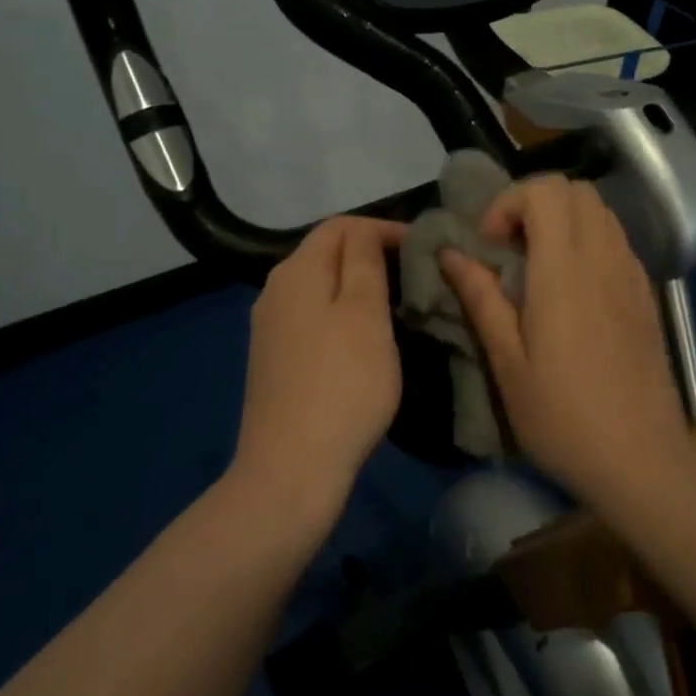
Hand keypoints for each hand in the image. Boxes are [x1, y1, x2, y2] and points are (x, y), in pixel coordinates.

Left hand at [228, 216, 406, 527]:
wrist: (291, 468)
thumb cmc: (341, 385)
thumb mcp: (365, 314)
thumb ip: (365, 262)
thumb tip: (365, 233)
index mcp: (296, 271)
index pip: (341, 226)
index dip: (384, 229)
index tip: (425, 249)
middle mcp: (275, 291)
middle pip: (327, 254)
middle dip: (372, 256)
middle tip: (417, 276)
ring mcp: (271, 328)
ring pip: (321, 288)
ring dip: (359, 288)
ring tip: (399, 306)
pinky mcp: (275, 360)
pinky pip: (314, 319)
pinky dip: (343, 316)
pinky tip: (365, 340)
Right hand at [441, 176, 686, 489]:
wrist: (642, 458)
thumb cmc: (563, 417)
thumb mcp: (507, 363)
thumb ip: (480, 298)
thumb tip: (451, 253)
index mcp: (564, 271)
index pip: (546, 190)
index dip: (509, 203)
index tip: (490, 246)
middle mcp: (603, 258)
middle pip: (575, 189)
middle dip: (533, 204)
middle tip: (509, 249)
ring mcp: (631, 274)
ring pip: (599, 210)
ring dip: (562, 220)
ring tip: (537, 267)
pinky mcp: (646, 294)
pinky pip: (615, 239)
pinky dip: (587, 240)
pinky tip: (572, 289)